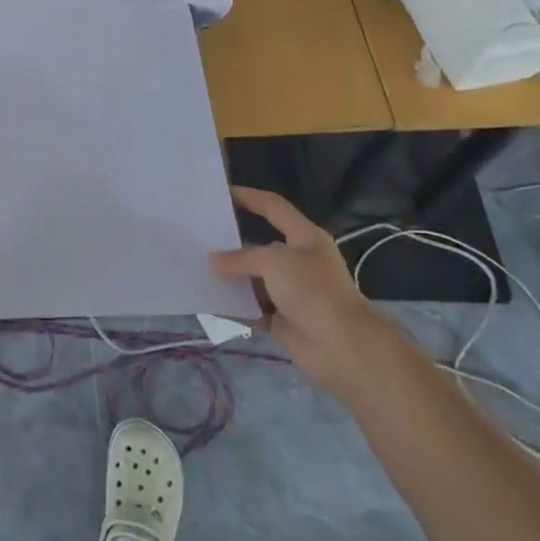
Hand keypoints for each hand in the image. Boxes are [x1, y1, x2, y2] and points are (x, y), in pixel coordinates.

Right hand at [210, 186, 388, 396]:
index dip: (249, 197)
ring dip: (230, 278)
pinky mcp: (283, 319)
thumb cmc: (312, 291)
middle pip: (260, 246)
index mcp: (304, 237)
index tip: (221, 194)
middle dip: (232, 243)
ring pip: (254, 279)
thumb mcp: (274, 262)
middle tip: (201, 236)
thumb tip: (214, 261)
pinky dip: (234, 307)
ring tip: (197, 269)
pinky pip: (252, 308)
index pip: (273, 207)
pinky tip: (210, 302)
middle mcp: (298, 262)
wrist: (342, 347)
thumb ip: (240, 258)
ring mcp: (291, 292)